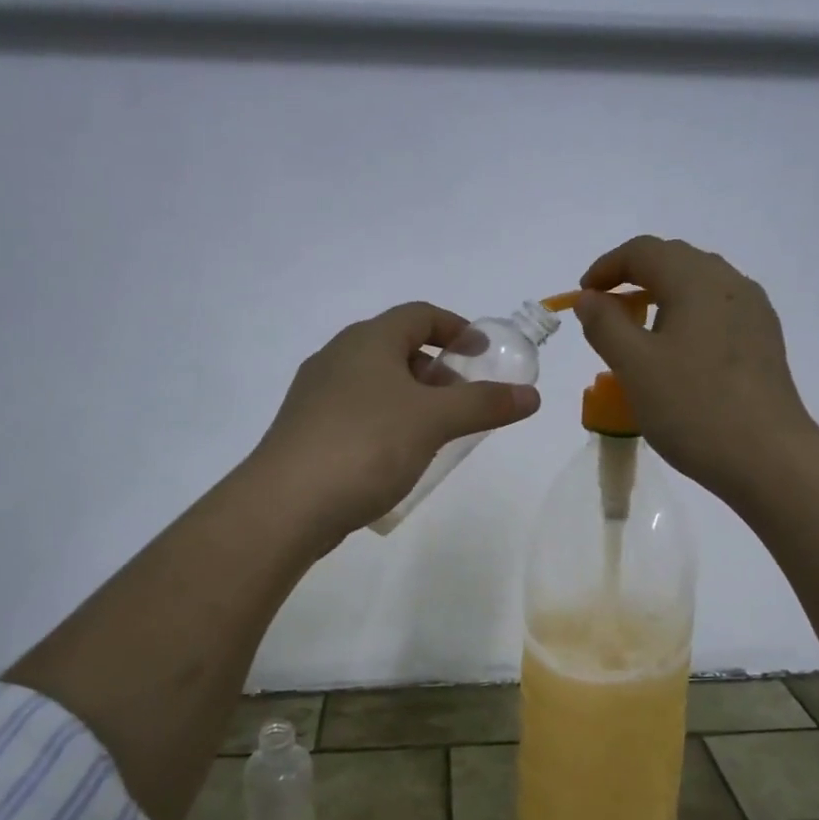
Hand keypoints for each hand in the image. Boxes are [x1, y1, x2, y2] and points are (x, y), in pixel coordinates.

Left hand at [251, 302, 540, 542]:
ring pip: (376, 383)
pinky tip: (398, 455)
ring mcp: (317, 395)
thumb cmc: (367, 445)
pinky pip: (358, 412)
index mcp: (368, 340)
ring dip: (412, 398)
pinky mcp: (307, 430)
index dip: (457, 328)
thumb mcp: (434, 421)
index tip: (483, 353)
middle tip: (464, 399)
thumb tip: (532, 395)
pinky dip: (387, 421)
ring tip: (437, 432)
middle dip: (437, 369)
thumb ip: (484, 404)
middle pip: (397, 348)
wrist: (286, 504)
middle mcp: (338, 357)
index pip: (419, 315)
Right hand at [574, 236, 815, 504]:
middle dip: (633, 279)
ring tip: (637, 336)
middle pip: (674, 261)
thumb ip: (604, 325)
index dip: (606, 267)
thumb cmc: (693, 408)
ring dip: (660, 299)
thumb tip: (590, 298)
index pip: (644, 251)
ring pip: (698, 287)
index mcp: (698, 280)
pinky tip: (677, 356)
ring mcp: (754, 312)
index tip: (582, 297)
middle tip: (605, 314)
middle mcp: (731, 284)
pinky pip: (716, 312)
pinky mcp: (764, 341)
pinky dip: (686, 319)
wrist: (768, 459)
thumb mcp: (634, 366)